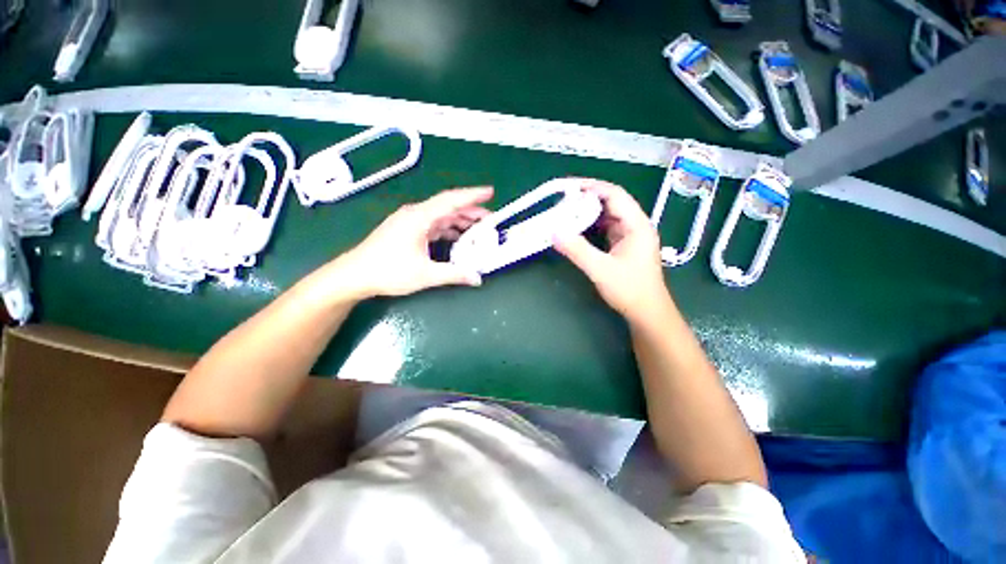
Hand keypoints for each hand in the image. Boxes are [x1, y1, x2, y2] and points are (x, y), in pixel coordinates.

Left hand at [331, 187, 492, 298]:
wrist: (354, 275)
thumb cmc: (388, 271)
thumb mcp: (425, 275)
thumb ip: (454, 274)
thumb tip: (477, 278)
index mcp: (419, 217)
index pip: (451, 200)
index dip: (472, 196)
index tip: (490, 192)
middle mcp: (415, 214)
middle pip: (448, 207)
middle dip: (471, 211)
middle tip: (491, 219)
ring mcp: (410, 222)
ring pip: (441, 216)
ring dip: (460, 221)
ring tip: (478, 229)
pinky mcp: (407, 230)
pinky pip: (433, 225)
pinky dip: (448, 230)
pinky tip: (458, 239)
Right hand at [554, 180, 669, 320]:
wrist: (647, 312)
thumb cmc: (630, 290)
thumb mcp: (601, 270)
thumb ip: (577, 250)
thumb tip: (554, 233)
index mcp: (637, 225)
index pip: (615, 195)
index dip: (593, 187)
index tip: (570, 187)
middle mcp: (636, 225)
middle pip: (611, 202)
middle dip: (588, 199)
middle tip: (563, 201)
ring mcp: (630, 236)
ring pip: (608, 215)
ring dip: (588, 212)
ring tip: (567, 212)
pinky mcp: (624, 245)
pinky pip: (606, 228)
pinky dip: (591, 225)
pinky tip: (578, 228)